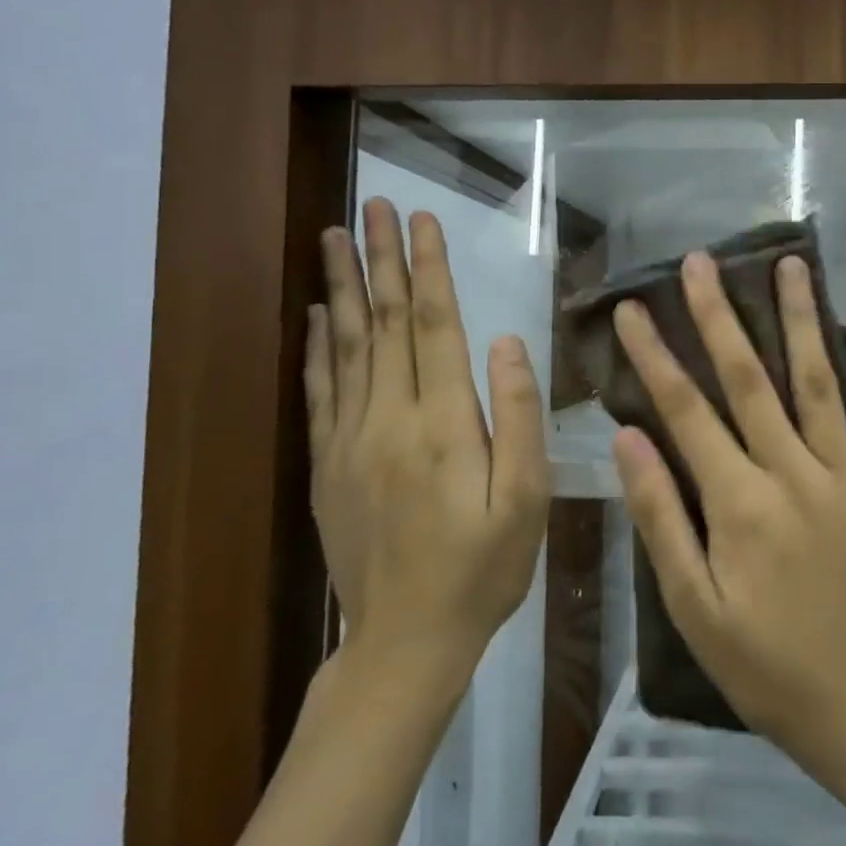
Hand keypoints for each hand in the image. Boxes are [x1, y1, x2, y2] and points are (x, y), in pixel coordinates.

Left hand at [305, 198, 551, 669]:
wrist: (405, 640)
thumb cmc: (483, 568)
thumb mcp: (527, 498)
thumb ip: (518, 417)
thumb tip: (507, 342)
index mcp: (443, 423)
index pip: (435, 326)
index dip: (429, 269)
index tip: (422, 220)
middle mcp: (389, 418)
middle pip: (385, 323)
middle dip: (381, 259)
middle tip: (372, 205)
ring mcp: (350, 440)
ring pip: (346, 346)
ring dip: (342, 286)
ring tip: (335, 237)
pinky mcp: (328, 464)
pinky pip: (320, 391)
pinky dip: (318, 346)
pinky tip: (318, 314)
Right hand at [611, 250, 845, 767]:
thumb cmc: (767, 664)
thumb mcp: (693, 607)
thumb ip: (661, 517)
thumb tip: (628, 438)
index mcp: (738, 503)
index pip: (686, 411)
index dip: (655, 356)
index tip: (633, 309)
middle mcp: (793, 472)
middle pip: (749, 379)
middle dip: (718, 316)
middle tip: (701, 262)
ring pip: (819, 381)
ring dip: (802, 319)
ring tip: (789, 263)